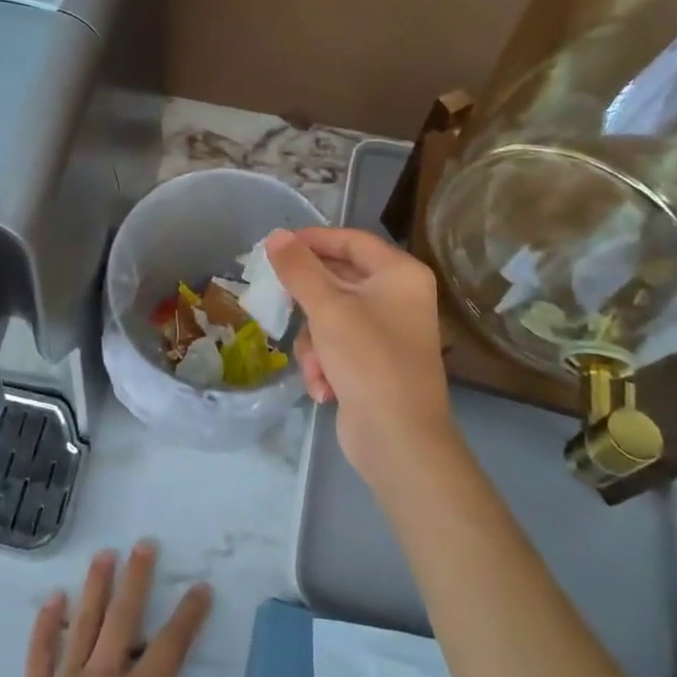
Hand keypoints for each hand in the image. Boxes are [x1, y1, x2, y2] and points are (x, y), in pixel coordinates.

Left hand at [0, 543, 218, 676]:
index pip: (169, 649)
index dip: (188, 616)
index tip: (201, 587)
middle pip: (122, 619)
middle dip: (136, 579)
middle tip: (144, 545)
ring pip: (82, 624)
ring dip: (95, 587)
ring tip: (104, 555)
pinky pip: (40, 652)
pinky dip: (46, 623)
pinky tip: (53, 598)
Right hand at [268, 227, 457, 483]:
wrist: (399, 440)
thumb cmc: (368, 359)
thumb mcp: (327, 308)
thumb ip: (298, 268)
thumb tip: (276, 235)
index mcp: (400, 274)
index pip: (351, 240)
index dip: (313, 239)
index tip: (277, 246)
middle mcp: (399, 297)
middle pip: (338, 280)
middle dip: (308, 302)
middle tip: (279, 300)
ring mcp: (388, 332)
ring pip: (331, 316)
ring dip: (314, 342)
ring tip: (316, 365)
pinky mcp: (375, 362)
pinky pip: (338, 345)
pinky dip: (325, 363)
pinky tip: (324, 388)